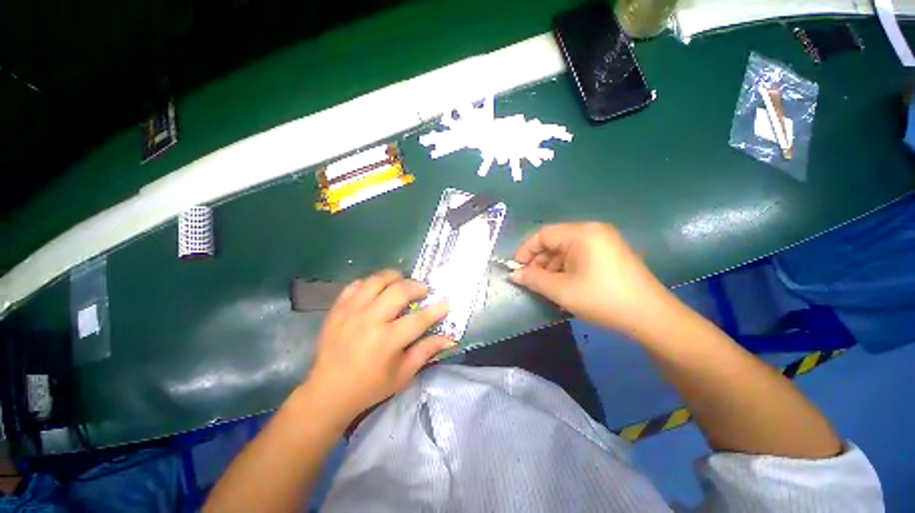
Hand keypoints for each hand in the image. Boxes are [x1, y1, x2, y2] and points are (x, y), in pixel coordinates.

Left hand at [304, 269, 453, 423]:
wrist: (328, 391)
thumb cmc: (370, 386)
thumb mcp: (403, 374)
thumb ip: (426, 351)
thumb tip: (449, 338)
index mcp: (387, 341)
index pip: (419, 319)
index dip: (436, 309)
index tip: (446, 302)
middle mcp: (369, 321)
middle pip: (399, 290)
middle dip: (417, 286)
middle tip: (423, 291)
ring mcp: (351, 311)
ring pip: (377, 280)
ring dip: (395, 277)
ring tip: (402, 283)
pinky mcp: (338, 308)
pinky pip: (357, 284)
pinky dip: (371, 282)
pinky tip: (378, 289)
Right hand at [510, 222, 675, 336]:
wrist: (650, 317)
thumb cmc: (601, 299)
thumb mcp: (561, 290)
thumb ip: (533, 279)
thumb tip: (514, 274)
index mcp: (581, 233)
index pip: (543, 234)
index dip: (525, 250)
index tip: (516, 268)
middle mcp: (593, 231)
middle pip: (555, 240)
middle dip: (539, 260)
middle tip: (530, 280)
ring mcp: (604, 241)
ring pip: (566, 249)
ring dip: (552, 266)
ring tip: (546, 286)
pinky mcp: (610, 253)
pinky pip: (579, 255)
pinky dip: (566, 268)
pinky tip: (564, 285)